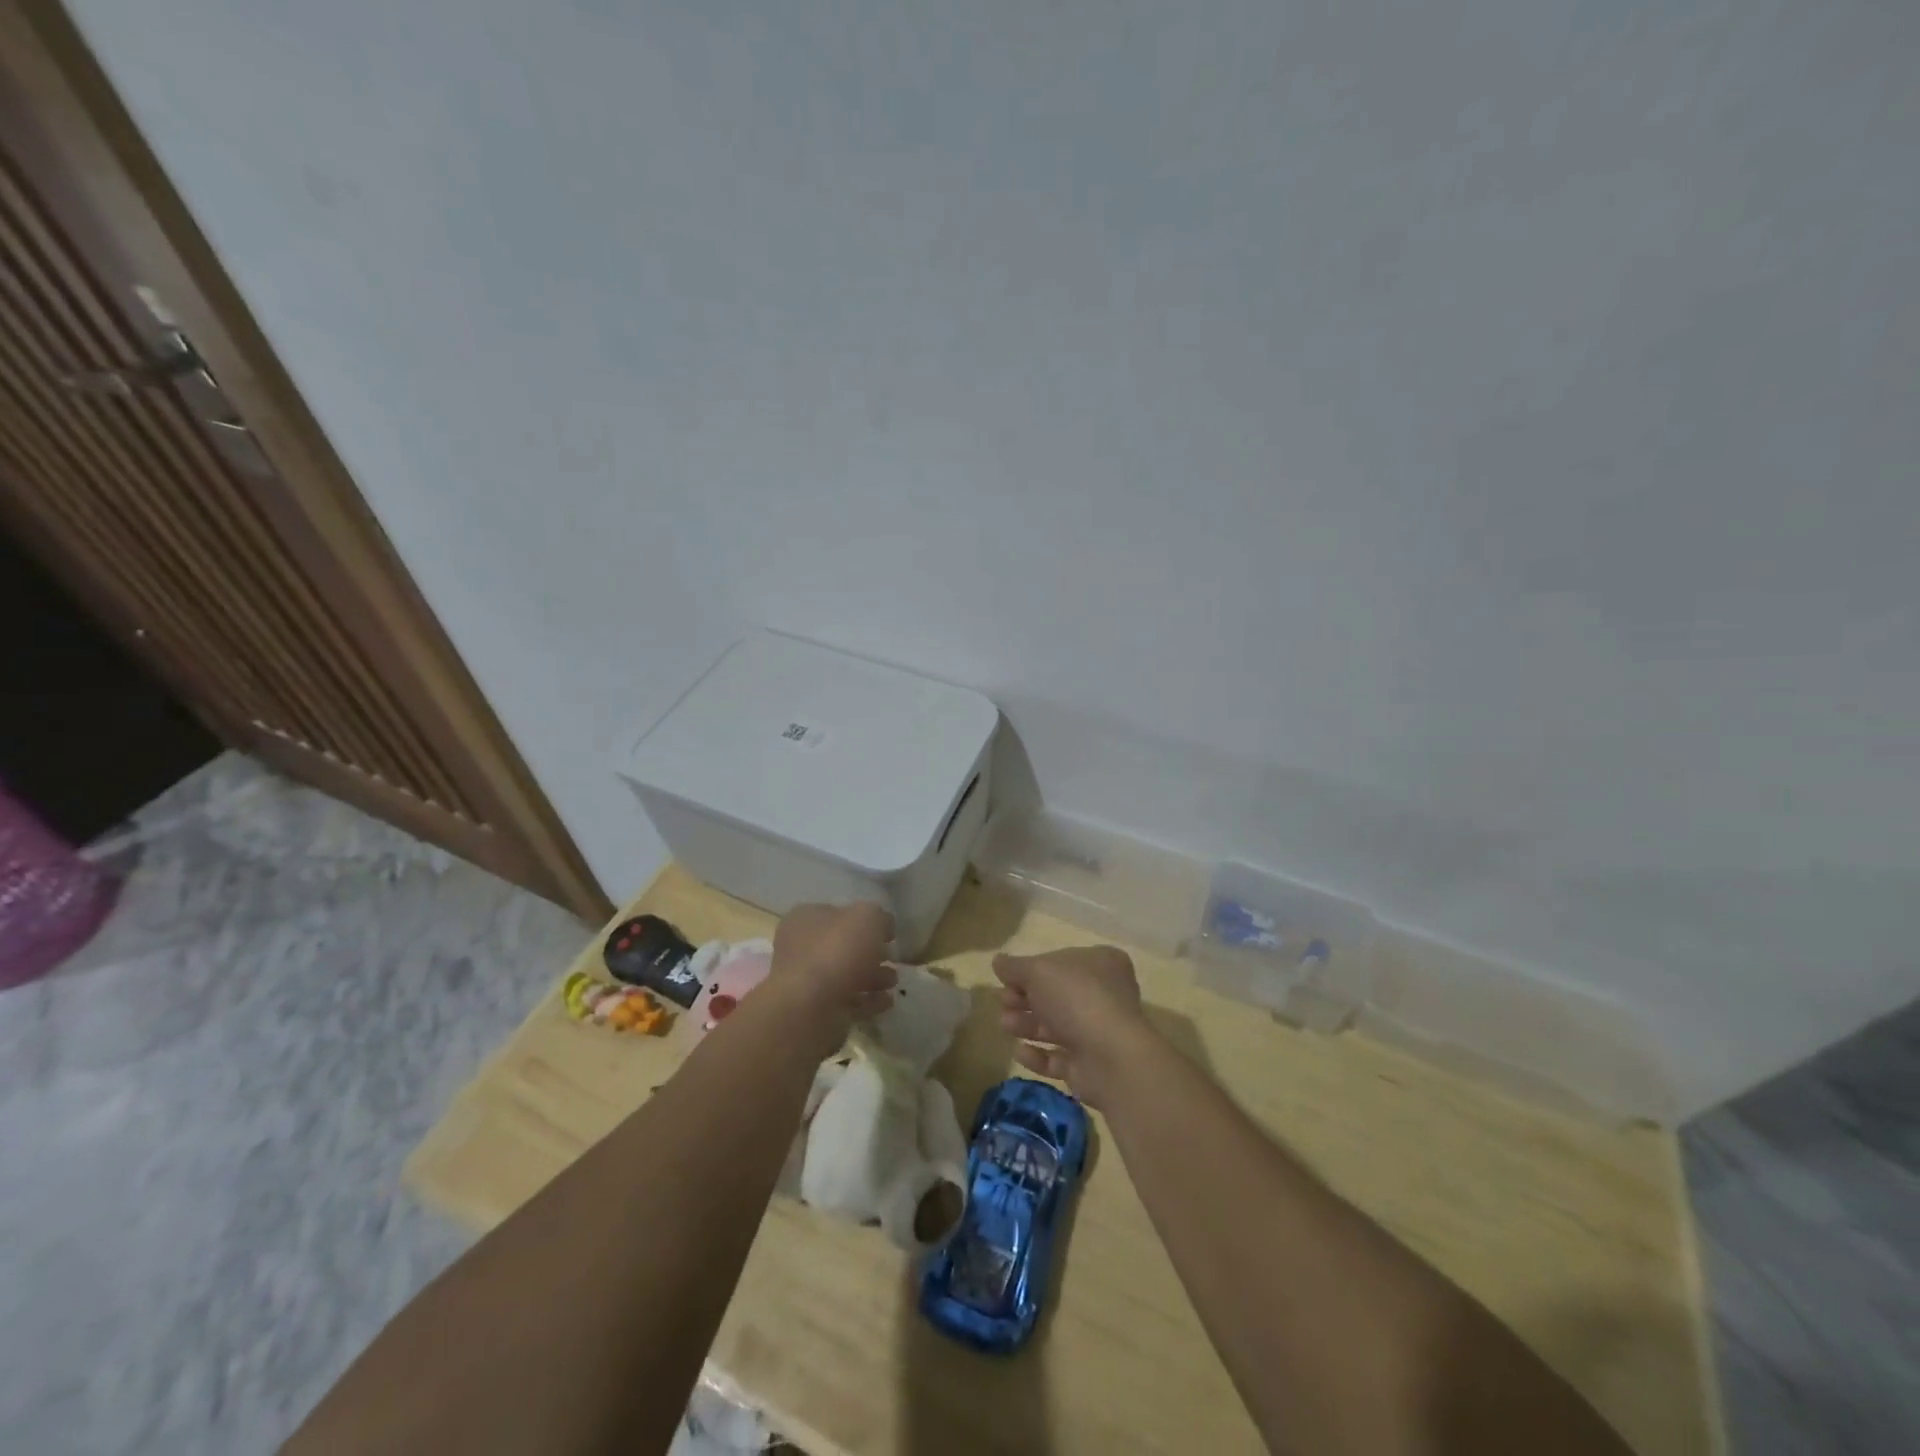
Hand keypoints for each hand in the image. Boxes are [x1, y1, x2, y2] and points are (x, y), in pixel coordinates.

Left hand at [766, 902, 897, 1057]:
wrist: (810, 1008)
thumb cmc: (836, 951)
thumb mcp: (867, 917)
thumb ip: (879, 916)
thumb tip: (884, 925)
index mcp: (805, 919)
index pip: (837, 913)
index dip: (865, 920)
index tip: (889, 933)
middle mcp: (801, 948)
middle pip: (843, 947)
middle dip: (871, 953)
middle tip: (893, 958)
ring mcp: (807, 982)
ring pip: (846, 975)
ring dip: (873, 978)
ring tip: (893, 982)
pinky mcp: (816, 1011)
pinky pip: (847, 1001)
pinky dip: (868, 1001)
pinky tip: (887, 1002)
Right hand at [993, 946, 1150, 1107]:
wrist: (1110, 1057)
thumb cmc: (1076, 998)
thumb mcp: (1038, 971)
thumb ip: (1014, 967)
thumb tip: (998, 961)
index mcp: (1101, 963)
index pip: (1060, 961)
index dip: (1031, 970)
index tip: (1006, 979)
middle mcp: (1105, 995)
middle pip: (1056, 995)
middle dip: (1025, 999)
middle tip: (1002, 1003)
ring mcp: (1100, 1032)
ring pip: (1056, 1026)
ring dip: (1027, 1024)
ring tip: (1005, 1025)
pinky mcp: (1091, 1066)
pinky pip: (1060, 1058)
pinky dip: (1038, 1055)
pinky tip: (1019, 1052)